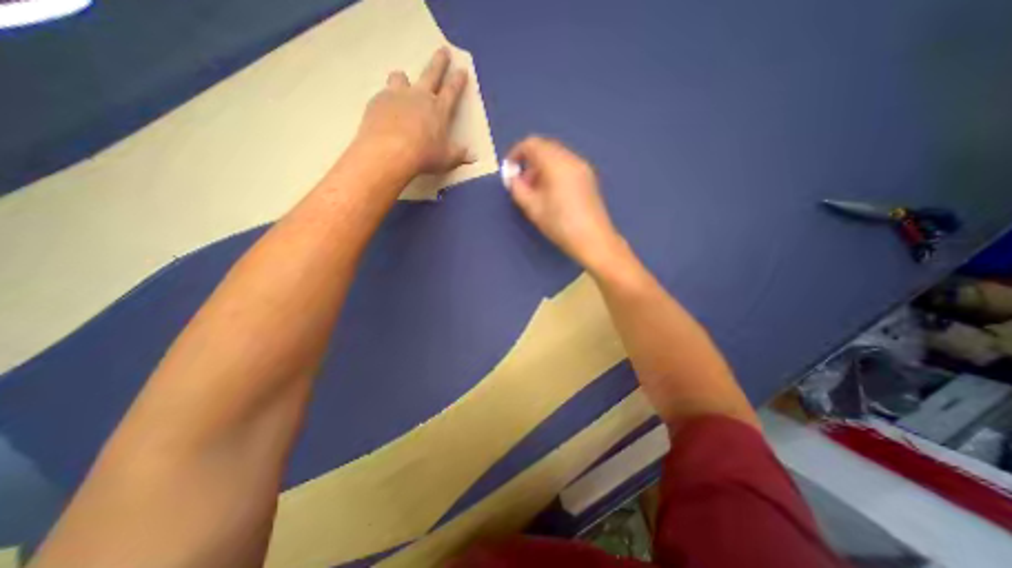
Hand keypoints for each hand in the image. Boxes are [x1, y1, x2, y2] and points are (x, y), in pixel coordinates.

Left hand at [354, 49, 475, 177]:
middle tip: (443, 50)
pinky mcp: (378, 101)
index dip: (458, 80)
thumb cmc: (423, 156)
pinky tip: (385, 112)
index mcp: (439, 110)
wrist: (388, 153)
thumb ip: (459, 155)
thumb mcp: (446, 159)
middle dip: (439, 62)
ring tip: (403, 83)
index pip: (452, 91)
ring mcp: (397, 96)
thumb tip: (474, 157)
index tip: (462, 69)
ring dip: (404, 80)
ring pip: (401, 78)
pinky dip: (387, 101)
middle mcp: (419, 97)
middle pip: (431, 74)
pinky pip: (383, 95)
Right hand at [505, 135, 625, 270]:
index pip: (532, 144)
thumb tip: (513, 178)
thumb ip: (518, 188)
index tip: (510, 171)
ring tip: (535, 190)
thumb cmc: (560, 224)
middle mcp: (571, 159)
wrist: (593, 239)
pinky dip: (553, 171)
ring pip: (556, 156)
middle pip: (545, 147)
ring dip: (541, 167)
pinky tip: (551, 192)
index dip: (516, 153)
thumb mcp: (533, 208)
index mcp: (556, 163)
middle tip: (522, 183)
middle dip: (529, 161)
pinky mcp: (588, 177)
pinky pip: (566, 165)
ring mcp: (582, 167)